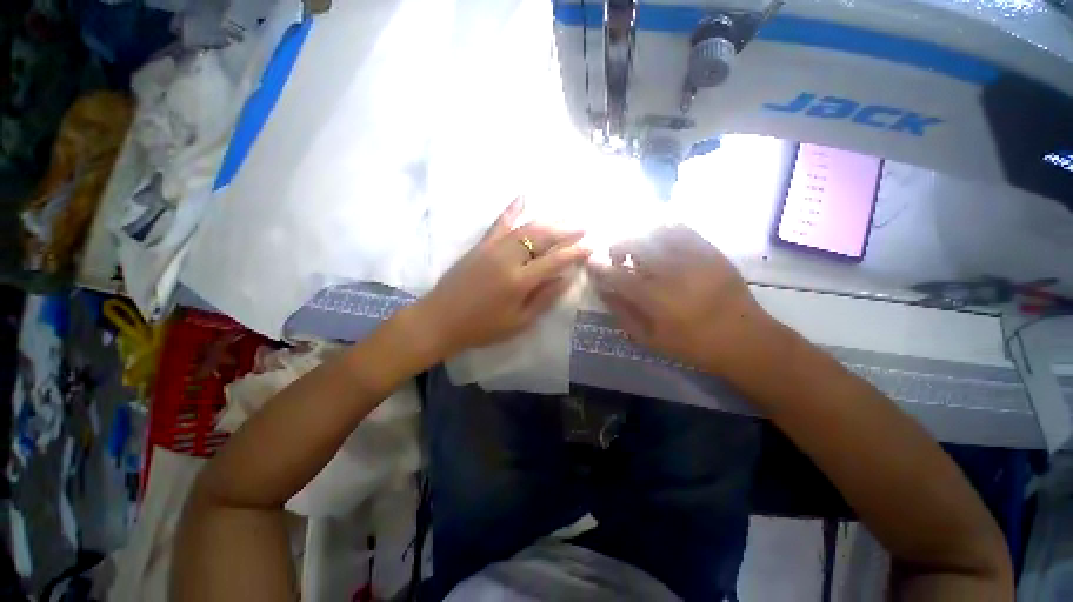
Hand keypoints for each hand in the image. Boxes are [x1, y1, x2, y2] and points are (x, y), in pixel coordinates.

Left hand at [415, 198, 591, 357]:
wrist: (440, 319)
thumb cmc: (482, 327)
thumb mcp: (518, 322)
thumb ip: (544, 299)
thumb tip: (565, 279)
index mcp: (520, 281)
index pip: (555, 261)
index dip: (575, 253)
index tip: (590, 247)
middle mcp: (508, 258)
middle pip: (543, 237)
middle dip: (566, 230)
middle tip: (583, 227)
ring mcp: (493, 247)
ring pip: (526, 227)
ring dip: (549, 221)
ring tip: (565, 218)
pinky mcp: (481, 245)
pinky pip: (500, 222)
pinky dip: (513, 209)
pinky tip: (523, 196)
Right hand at [588, 224, 781, 376]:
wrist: (744, 338)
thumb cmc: (692, 344)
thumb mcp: (650, 339)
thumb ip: (622, 314)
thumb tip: (604, 291)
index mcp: (655, 299)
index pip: (617, 275)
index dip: (599, 267)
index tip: (591, 263)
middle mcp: (672, 272)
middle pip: (635, 243)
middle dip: (617, 245)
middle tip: (617, 257)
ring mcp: (693, 257)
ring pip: (656, 230)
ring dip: (639, 235)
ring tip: (640, 248)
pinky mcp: (710, 250)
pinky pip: (682, 227)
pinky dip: (663, 227)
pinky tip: (660, 239)